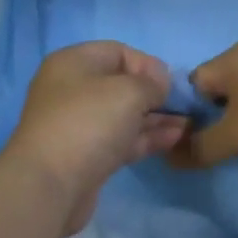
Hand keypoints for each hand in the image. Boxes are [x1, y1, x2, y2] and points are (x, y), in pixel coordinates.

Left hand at [2, 41, 186, 235]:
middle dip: (154, 94)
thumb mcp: (128, 91)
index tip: (171, 85)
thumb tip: (159, 87)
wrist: (50, 184)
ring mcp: (78, 125)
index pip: (118, 52)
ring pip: (123, 115)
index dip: (148, 64)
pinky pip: (121, 140)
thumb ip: (152, 83)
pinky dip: (146, 138)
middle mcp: (72, 90)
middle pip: (121, 85)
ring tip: (187, 124)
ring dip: (155, 118)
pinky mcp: (86, 156)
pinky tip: (174, 138)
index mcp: (73, 63)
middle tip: (184, 106)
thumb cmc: (89, 122)